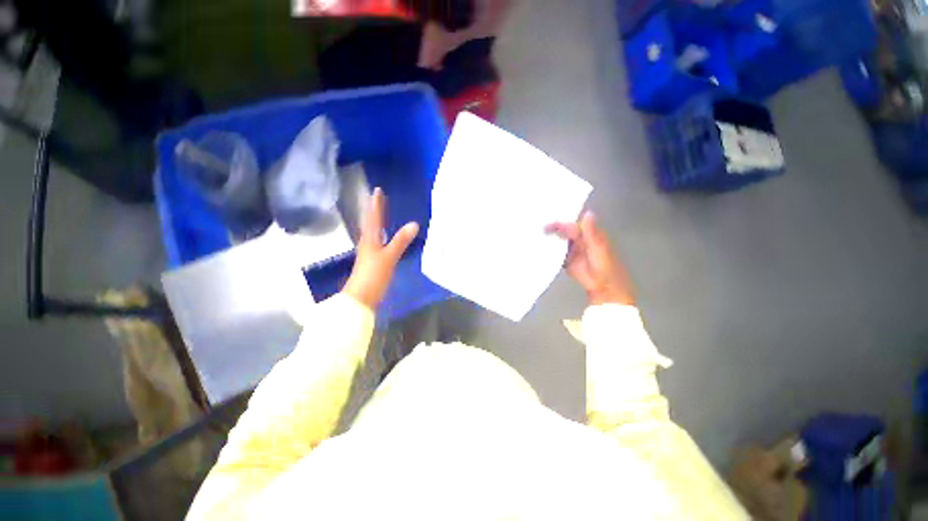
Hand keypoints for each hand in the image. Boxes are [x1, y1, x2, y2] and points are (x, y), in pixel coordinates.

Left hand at [342, 188, 419, 309]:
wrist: (361, 297)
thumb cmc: (373, 275)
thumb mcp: (389, 257)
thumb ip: (401, 241)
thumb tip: (414, 223)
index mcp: (370, 239)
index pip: (373, 217)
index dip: (376, 204)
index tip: (377, 190)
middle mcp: (367, 242)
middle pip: (371, 222)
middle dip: (375, 210)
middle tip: (379, 198)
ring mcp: (368, 252)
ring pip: (372, 232)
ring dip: (376, 221)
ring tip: (382, 213)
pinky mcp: (371, 260)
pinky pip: (376, 241)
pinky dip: (380, 234)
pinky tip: (383, 237)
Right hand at [545, 212, 634, 305]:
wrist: (603, 287)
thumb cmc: (605, 267)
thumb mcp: (598, 248)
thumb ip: (591, 233)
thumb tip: (587, 212)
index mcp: (589, 234)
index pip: (573, 225)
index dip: (562, 223)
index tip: (549, 225)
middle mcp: (580, 240)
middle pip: (564, 231)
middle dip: (553, 229)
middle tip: (540, 228)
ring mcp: (572, 250)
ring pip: (559, 241)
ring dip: (550, 238)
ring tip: (536, 235)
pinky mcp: (567, 261)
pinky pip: (557, 253)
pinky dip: (549, 251)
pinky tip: (539, 248)